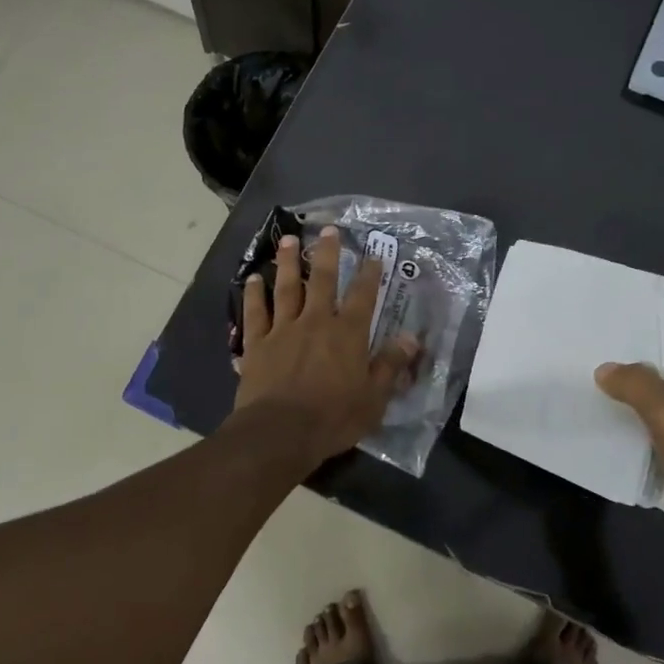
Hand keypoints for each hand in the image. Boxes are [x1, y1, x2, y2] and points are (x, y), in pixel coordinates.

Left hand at [234, 227, 419, 465]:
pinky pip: (255, 313)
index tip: (373, 254)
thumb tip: (411, 339)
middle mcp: (316, 321)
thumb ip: (391, 365)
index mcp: (348, 333)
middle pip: (322, 280)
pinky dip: (253, 294)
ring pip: (286, 288)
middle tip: (327, 229)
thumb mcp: (374, 398)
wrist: (280, 433)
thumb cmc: (333, 418)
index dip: (369, 273)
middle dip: (326, 253)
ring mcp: (283, 329)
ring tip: (287, 240)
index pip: (363, 295)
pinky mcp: (257, 344)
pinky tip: (252, 279)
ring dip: (286, 262)